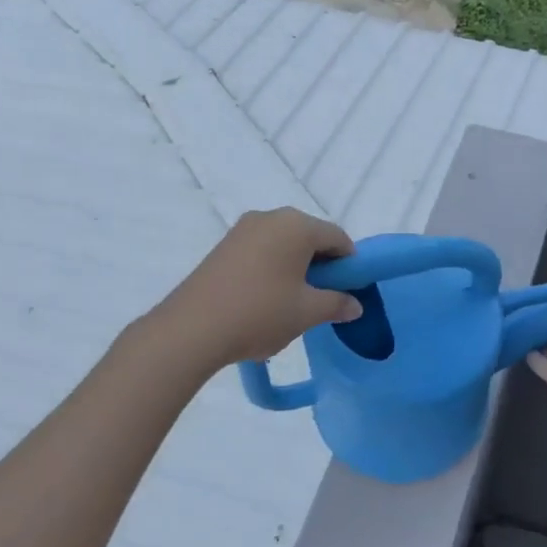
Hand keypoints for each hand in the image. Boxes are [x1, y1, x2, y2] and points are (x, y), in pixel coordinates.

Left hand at [153, 208, 362, 370]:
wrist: (192, 328)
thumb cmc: (260, 313)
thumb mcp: (307, 312)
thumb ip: (337, 304)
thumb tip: (355, 304)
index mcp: (296, 225)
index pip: (338, 238)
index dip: (350, 265)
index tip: (350, 293)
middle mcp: (270, 217)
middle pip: (310, 237)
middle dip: (323, 266)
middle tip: (322, 301)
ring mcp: (242, 230)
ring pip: (284, 245)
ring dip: (296, 268)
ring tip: (292, 304)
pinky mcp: (223, 246)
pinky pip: (261, 251)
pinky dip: (273, 269)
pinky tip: (266, 300)